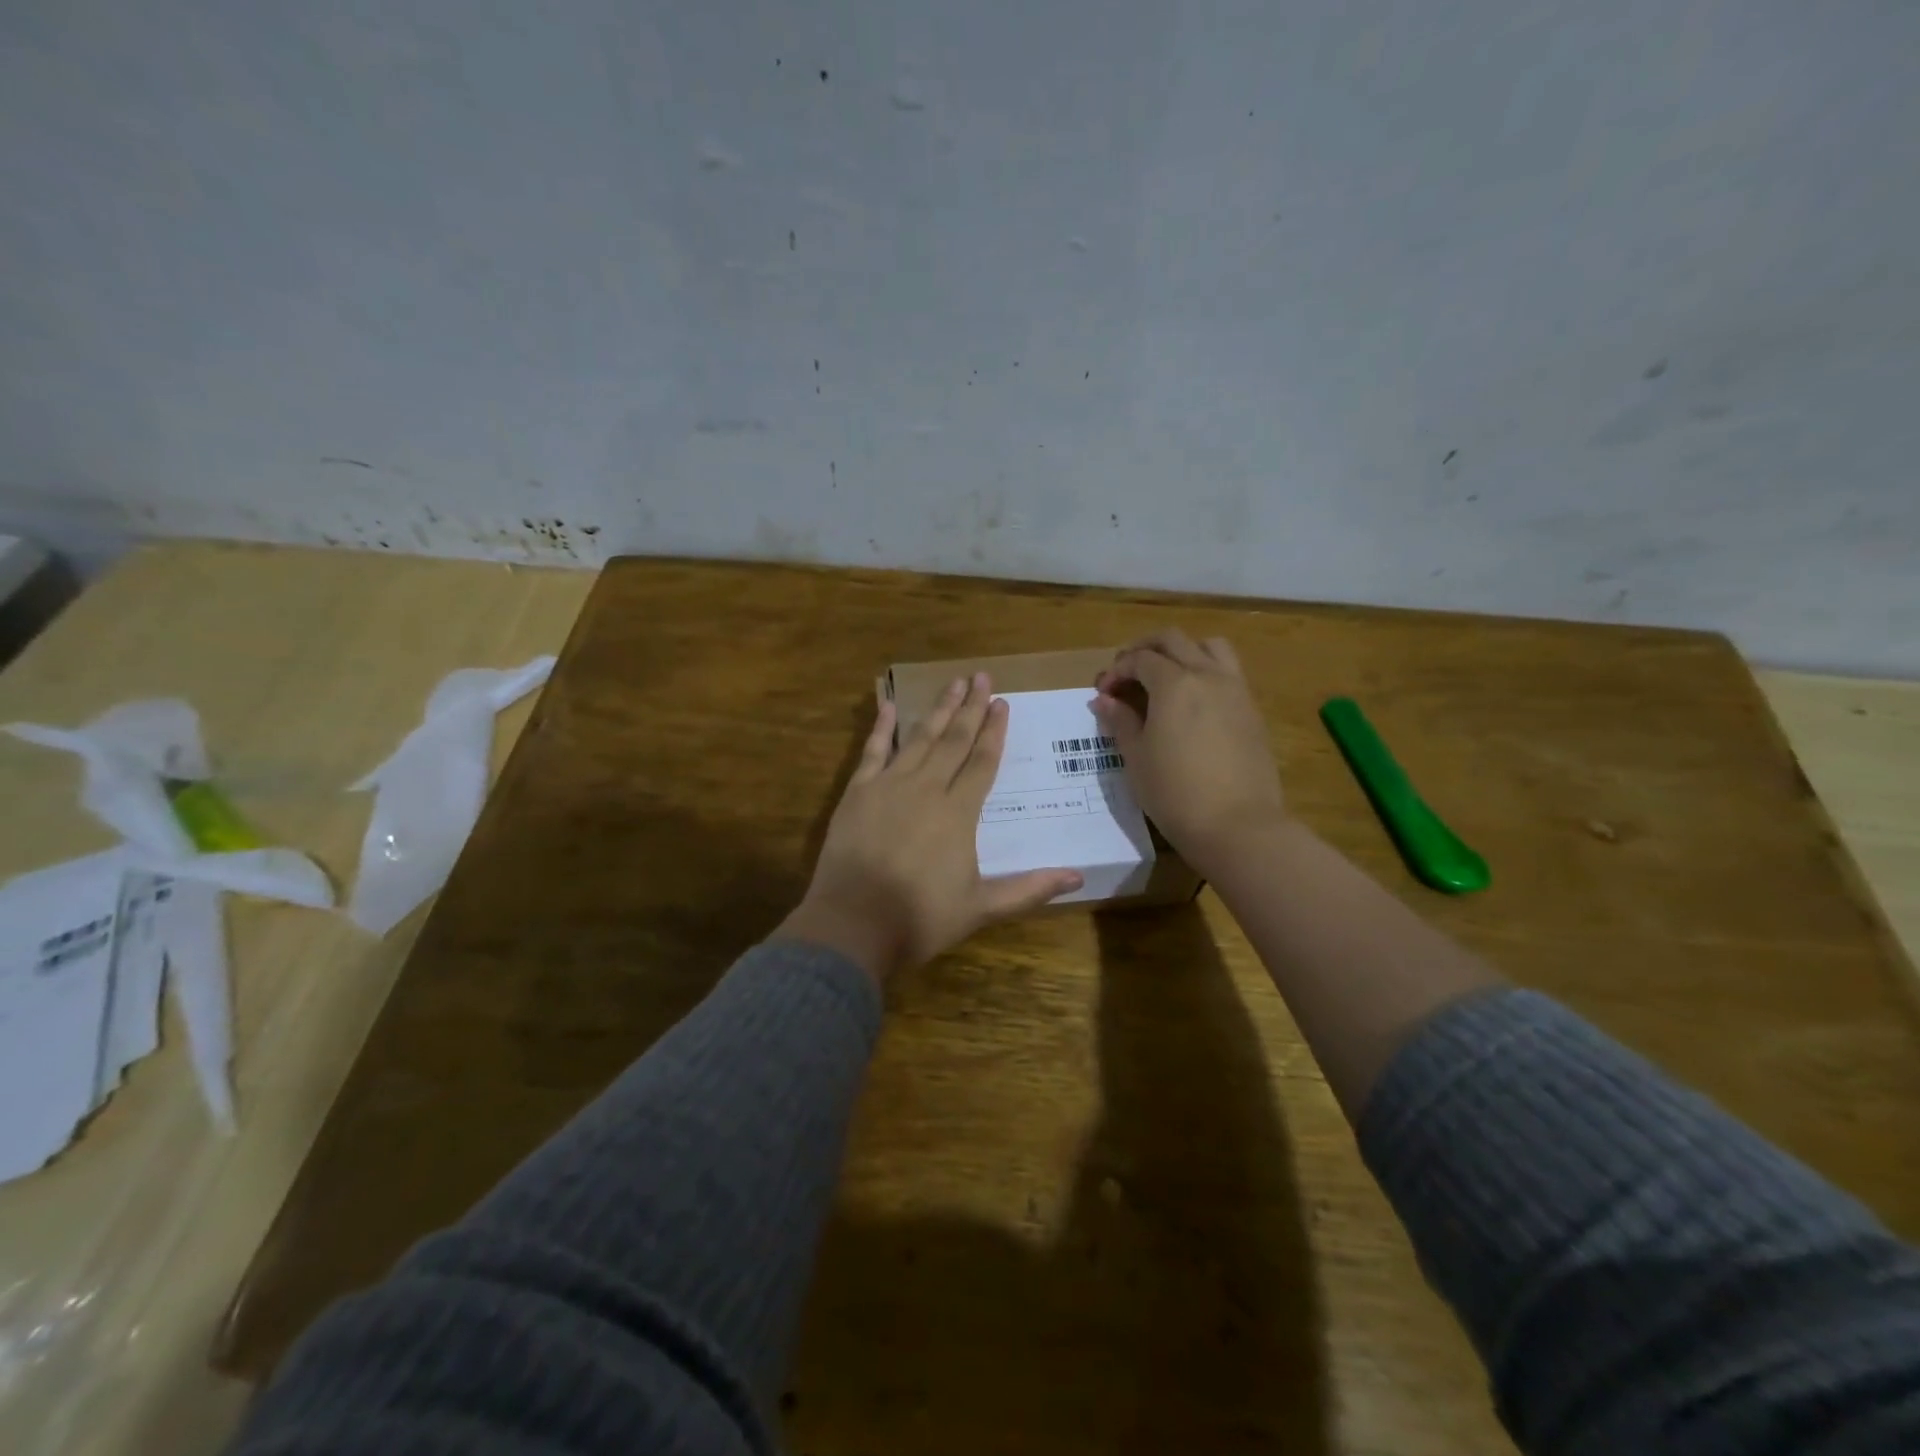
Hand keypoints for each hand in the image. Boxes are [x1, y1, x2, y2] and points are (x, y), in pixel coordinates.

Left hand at [777, 673, 1083, 980]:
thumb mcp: (981, 908)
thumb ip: (1029, 889)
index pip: (983, 762)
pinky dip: (881, 727)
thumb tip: (1078, 877)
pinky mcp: (857, 792)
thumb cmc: (920, 919)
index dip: (995, 731)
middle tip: (982, 676)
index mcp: (958, 813)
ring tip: (953, 683)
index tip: (1003, 702)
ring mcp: (888, 786)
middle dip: (971, 708)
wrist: (853, 925)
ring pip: (919, 738)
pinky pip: (872, 751)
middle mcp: (927, 788)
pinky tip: (890, 704)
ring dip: (938, 709)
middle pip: (954, 740)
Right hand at [1092, 629, 1286, 873]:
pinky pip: (1228, 672)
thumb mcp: (1136, 758)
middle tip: (1126, 673)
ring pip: (1209, 646)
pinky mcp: (1252, 710)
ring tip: (1165, 675)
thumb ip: (1120, 721)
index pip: (1140, 659)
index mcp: (1175, 683)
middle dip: (1144, 649)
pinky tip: (1192, 702)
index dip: (1116, 671)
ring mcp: (1236, 690)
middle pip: (1173, 640)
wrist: (1238, 825)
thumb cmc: (1175, 793)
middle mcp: (1208, 675)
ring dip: (1182, 651)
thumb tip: (1104, 700)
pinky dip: (1205, 671)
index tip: (1103, 693)